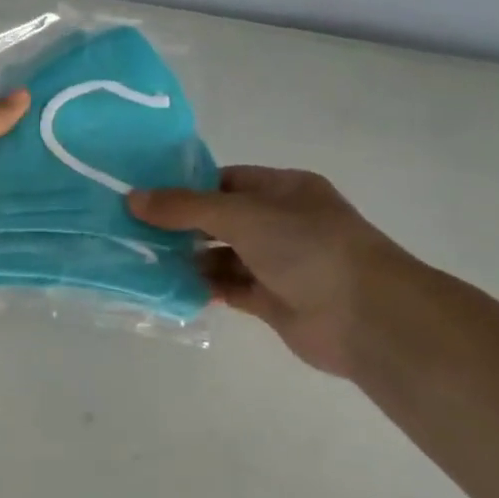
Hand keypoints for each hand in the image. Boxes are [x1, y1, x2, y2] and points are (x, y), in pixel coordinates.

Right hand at [129, 167, 413, 375]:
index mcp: (284, 190)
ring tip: (142, 258)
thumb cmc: (308, 248)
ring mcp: (278, 263)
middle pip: (221, 218)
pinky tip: (169, 286)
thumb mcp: (242, 216)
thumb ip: (186, 207)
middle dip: (181, 224)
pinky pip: (229, 288)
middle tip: (132, 229)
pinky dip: (203, 287)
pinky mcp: (272, 300)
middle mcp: (281, 223)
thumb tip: (133, 198)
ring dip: (188, 258)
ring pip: (223, 255)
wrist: (366, 317)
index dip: (187, 186)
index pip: (226, 180)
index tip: (144, 195)